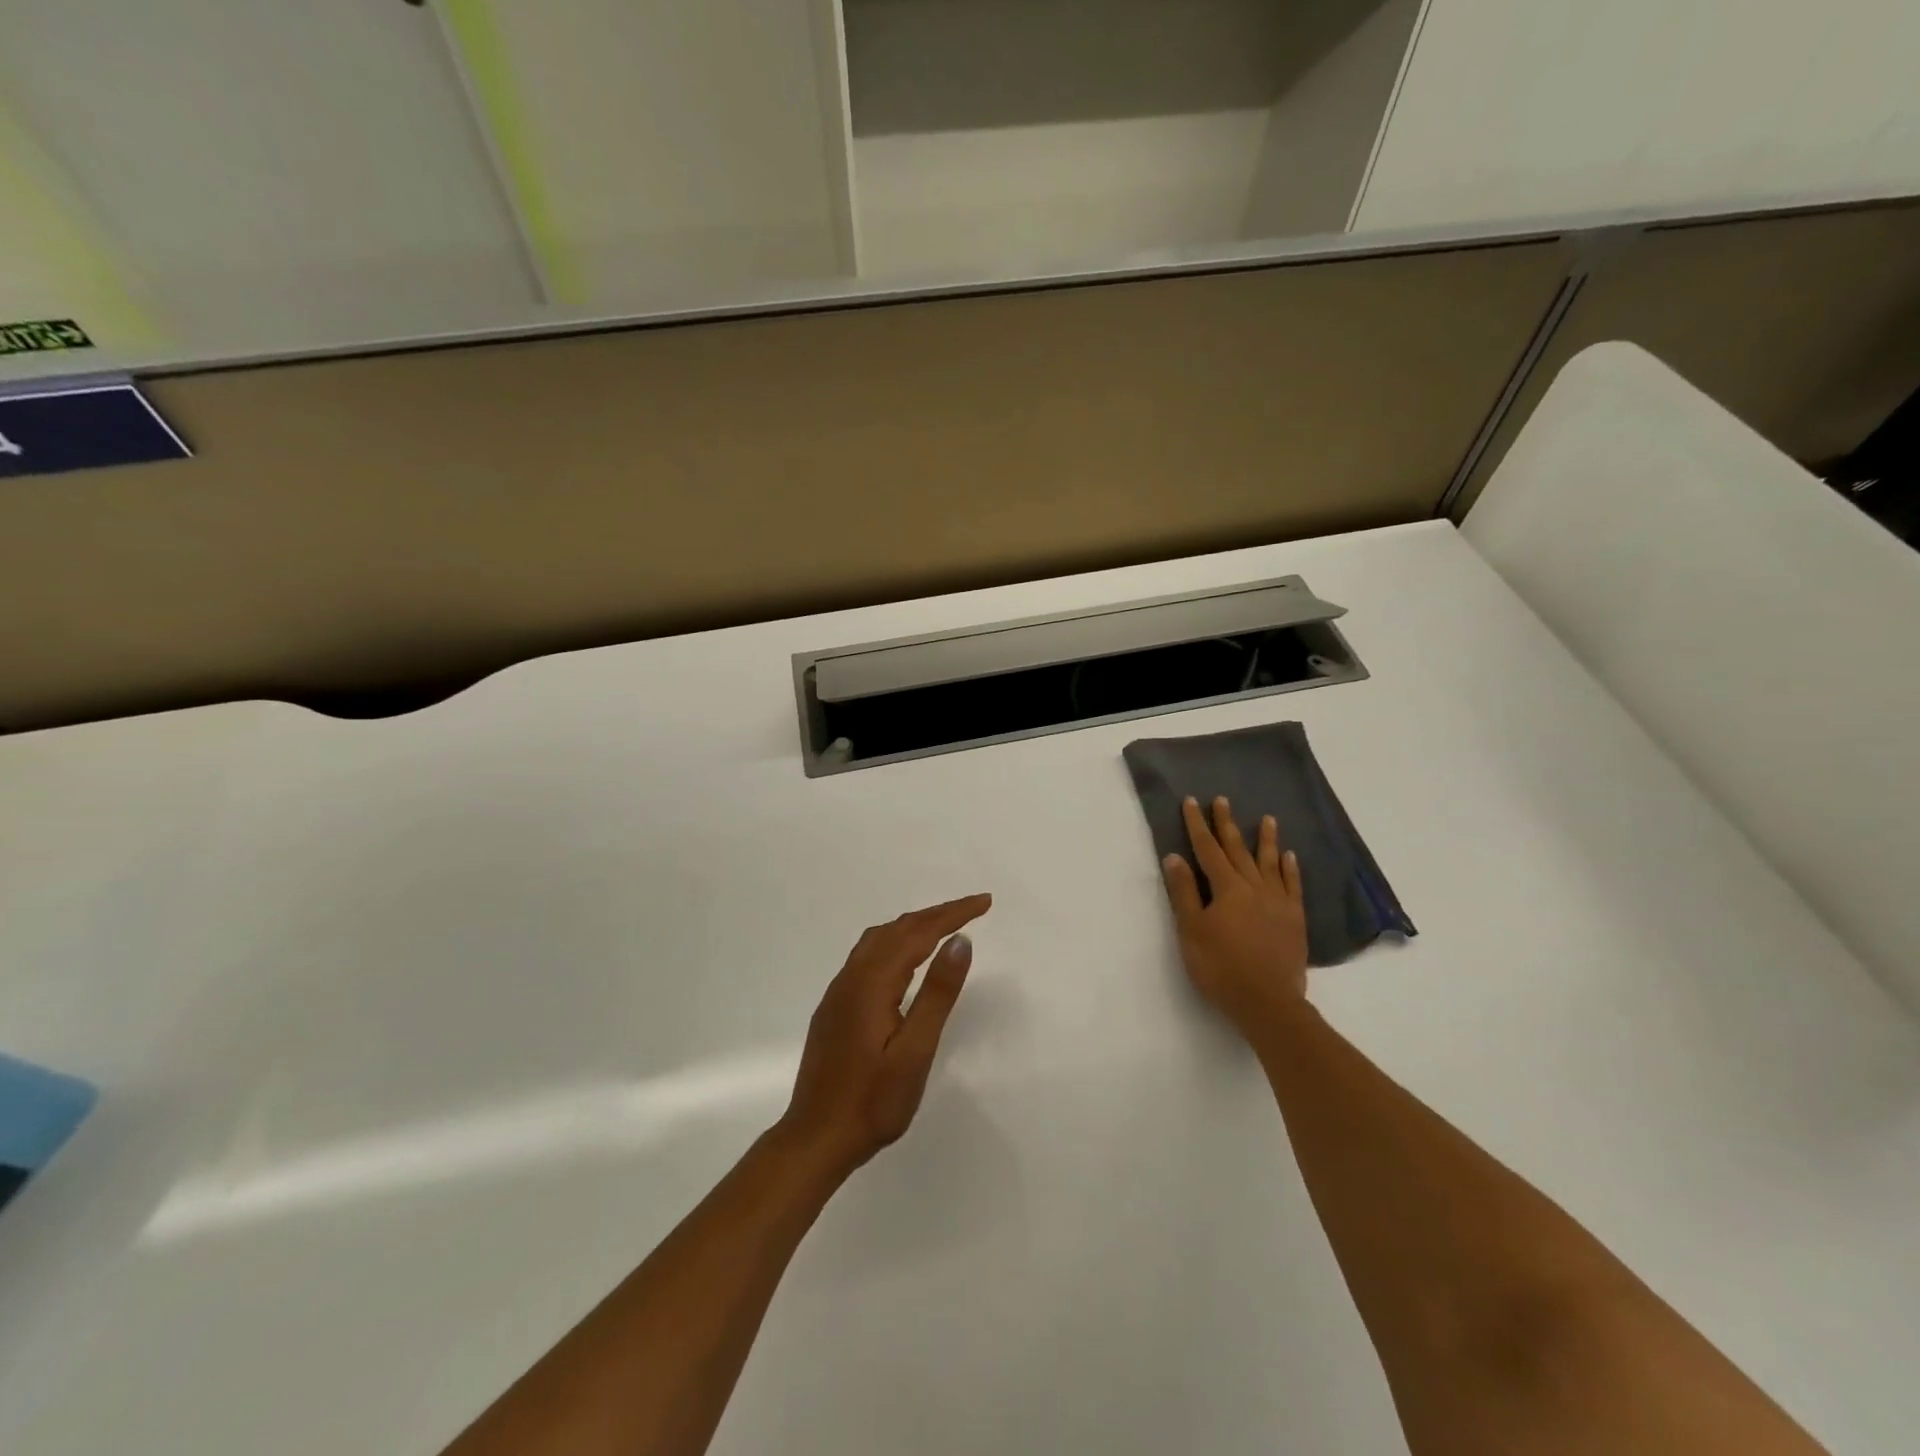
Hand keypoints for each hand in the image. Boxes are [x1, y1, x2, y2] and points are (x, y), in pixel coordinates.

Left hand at [780, 894, 991, 1176]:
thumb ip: (937, 993)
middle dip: (936, 914)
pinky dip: (895, 943)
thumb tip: (960, 941)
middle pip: (897, 929)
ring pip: (878, 940)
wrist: (815, 1140)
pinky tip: (903, 960)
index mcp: (872, 983)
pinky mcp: (834, 1008)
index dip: (952, 914)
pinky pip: (867, 956)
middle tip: (973, 909)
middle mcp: (851, 977)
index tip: (984, 903)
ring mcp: (839, 992)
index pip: (918, 932)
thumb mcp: (915, 1051)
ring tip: (943, 927)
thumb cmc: (872, 1102)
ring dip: (913, 926)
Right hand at [1161, 796, 1308, 1030]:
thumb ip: (1183, 892)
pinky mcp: (1294, 919)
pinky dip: (1289, 869)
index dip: (1197, 825)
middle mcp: (1254, 887)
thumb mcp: (1191, 930)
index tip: (1192, 802)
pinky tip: (1289, 857)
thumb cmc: (1220, 967)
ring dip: (1266, 839)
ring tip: (1268, 819)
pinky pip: (1293, 885)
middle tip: (1223, 800)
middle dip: (1227, 824)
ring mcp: (1278, 902)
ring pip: (1269, 862)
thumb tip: (1175, 857)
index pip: (1207, 849)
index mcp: (1226, 888)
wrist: (1267, 1002)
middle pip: (1237, 849)